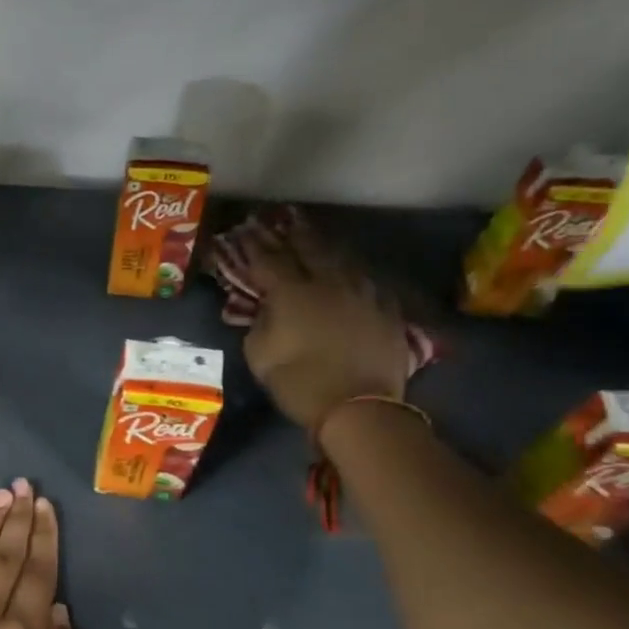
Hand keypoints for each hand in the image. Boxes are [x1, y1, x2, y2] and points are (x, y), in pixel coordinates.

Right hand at [242, 217, 408, 431]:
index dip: (253, 245)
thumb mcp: (260, 356)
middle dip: (290, 234)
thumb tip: (263, 308)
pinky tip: (347, 271)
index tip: (243, 232)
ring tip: (313, 236)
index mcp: (292, 292)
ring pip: (340, 258)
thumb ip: (258, 324)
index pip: (267, 260)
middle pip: (308, 248)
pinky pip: (365, 279)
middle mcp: (328, 281)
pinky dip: (350, 270)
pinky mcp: (385, 308)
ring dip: (323, 246)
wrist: (358, 408)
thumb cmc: (299, 383)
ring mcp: (361, 292)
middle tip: (280, 220)